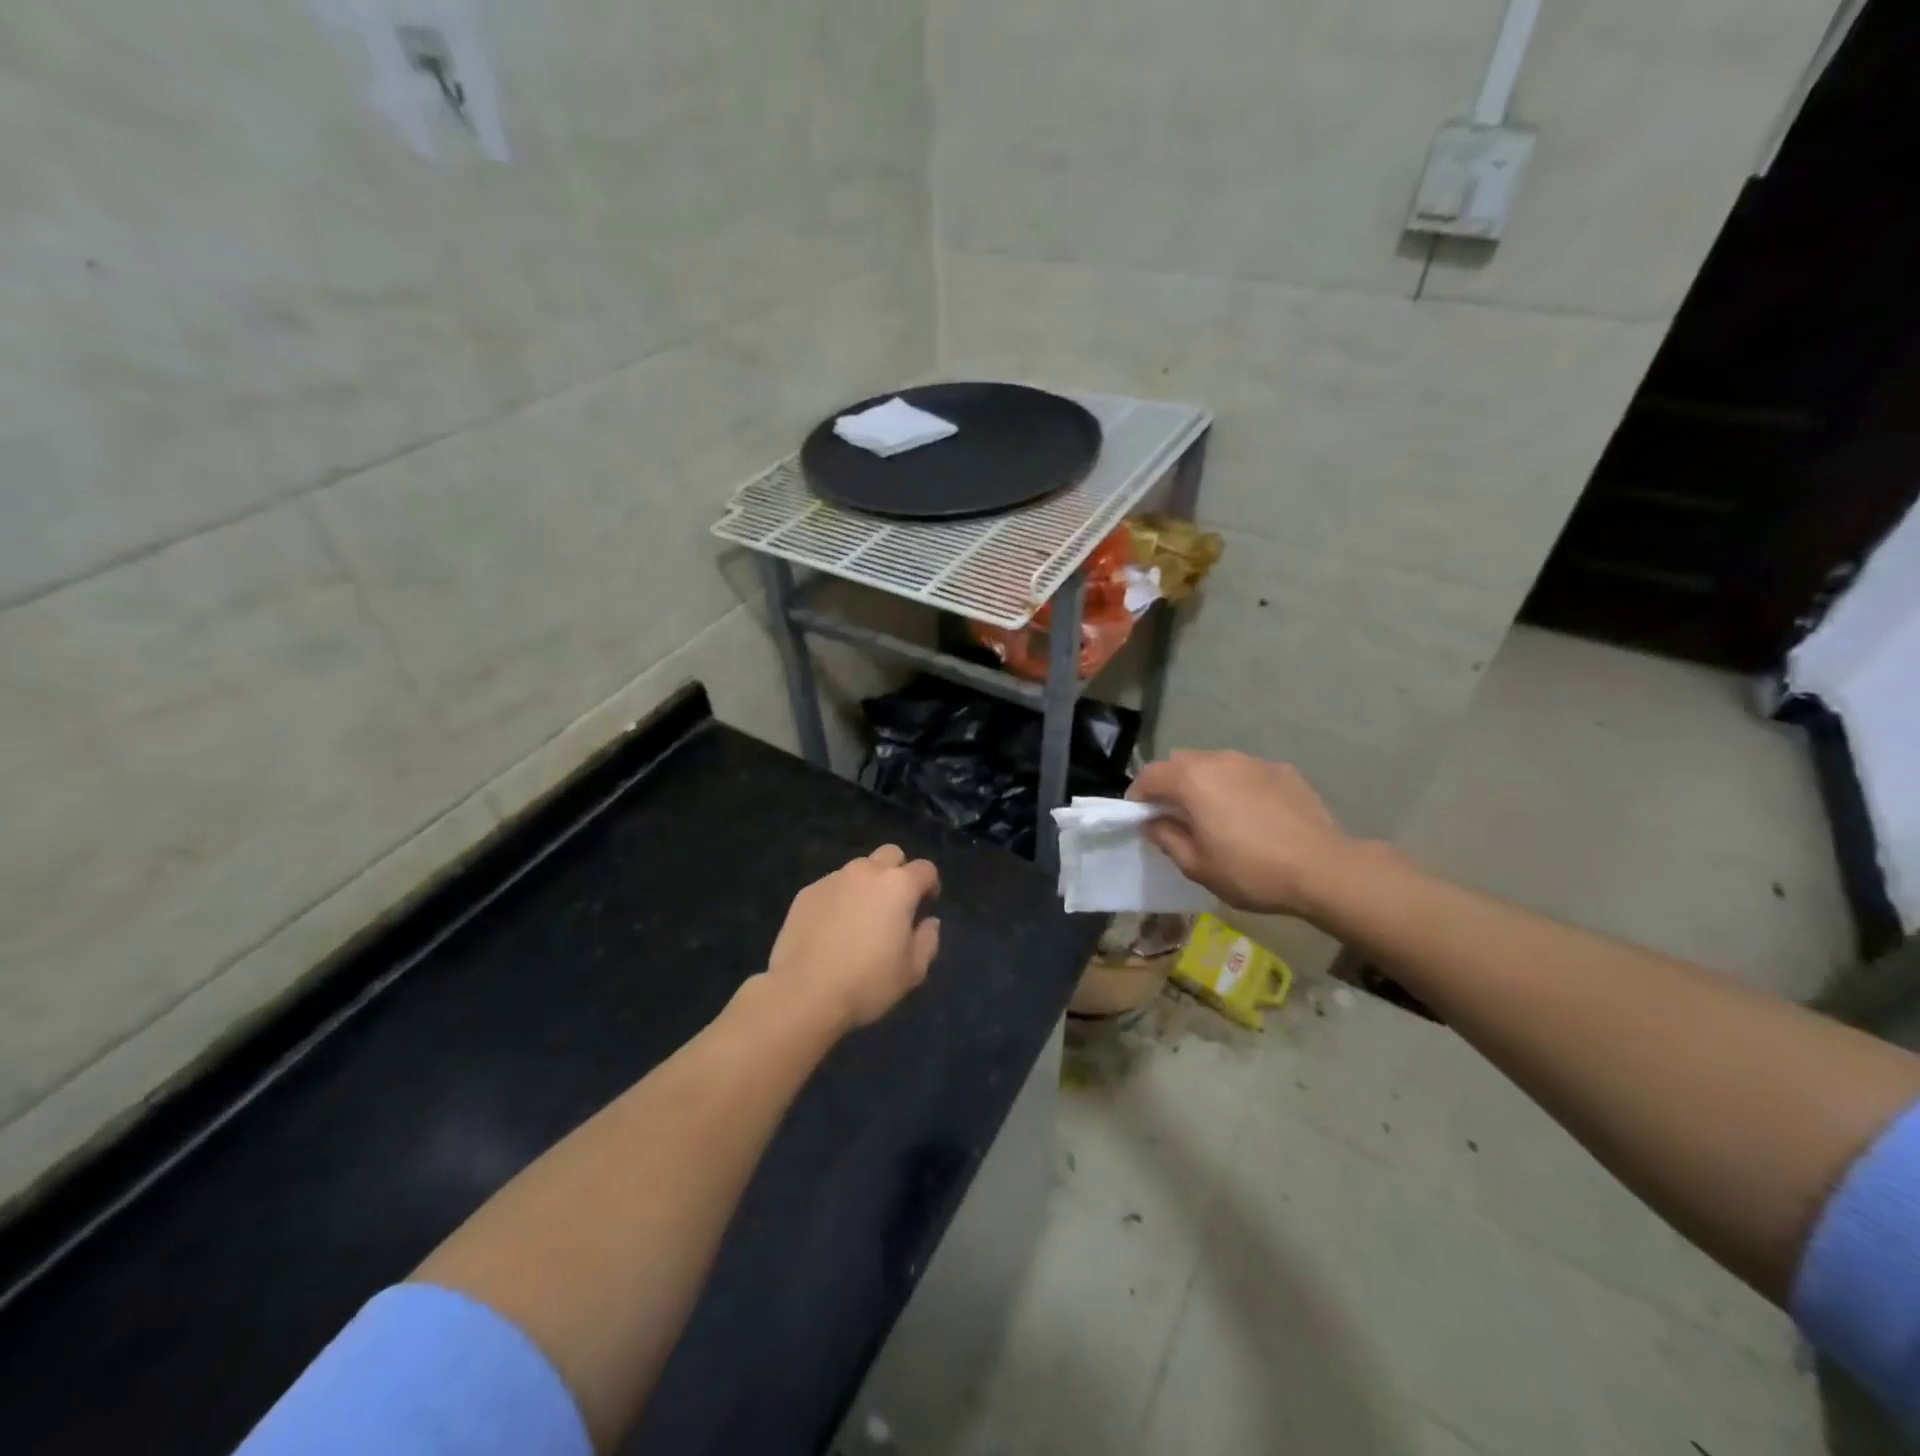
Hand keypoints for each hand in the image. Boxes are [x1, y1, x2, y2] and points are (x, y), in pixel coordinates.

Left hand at [768, 845, 941, 1031]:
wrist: (804, 993)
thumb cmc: (867, 982)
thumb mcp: (912, 971)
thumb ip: (928, 940)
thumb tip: (929, 922)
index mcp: (898, 886)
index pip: (925, 868)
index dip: (930, 883)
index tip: (927, 903)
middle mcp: (866, 872)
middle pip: (890, 854)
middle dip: (898, 871)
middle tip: (895, 902)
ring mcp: (833, 879)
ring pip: (858, 868)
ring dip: (866, 884)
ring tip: (860, 916)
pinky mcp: (806, 893)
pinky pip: (831, 885)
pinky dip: (839, 898)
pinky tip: (832, 927)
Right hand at [1128, 751, 1357, 915]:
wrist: (1324, 869)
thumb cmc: (1251, 871)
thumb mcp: (1197, 866)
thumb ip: (1167, 838)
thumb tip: (1153, 823)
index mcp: (1192, 780)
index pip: (1149, 775)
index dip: (1138, 796)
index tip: (1140, 818)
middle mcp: (1219, 760)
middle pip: (1180, 762)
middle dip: (1170, 785)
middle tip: (1176, 816)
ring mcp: (1254, 762)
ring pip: (1215, 764)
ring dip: (1205, 783)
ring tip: (1216, 815)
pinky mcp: (1283, 770)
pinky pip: (1246, 773)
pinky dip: (1238, 787)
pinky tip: (1253, 816)